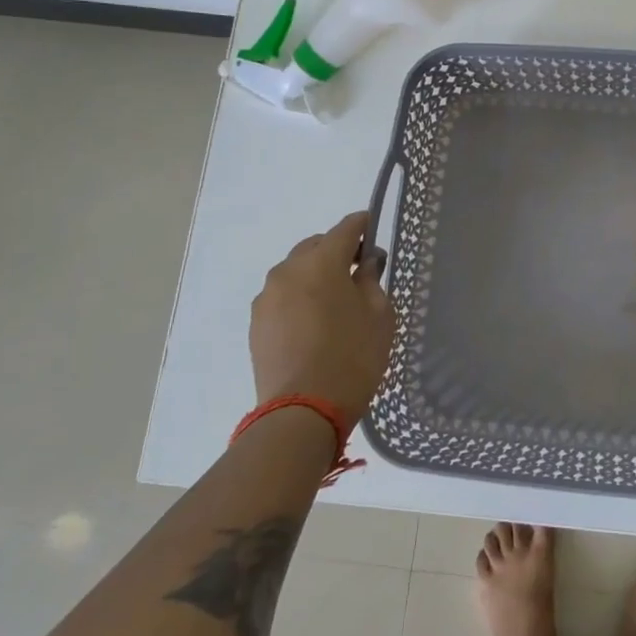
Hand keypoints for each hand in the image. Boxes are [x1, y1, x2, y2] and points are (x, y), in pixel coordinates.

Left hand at [249, 211, 394, 424]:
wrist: (303, 410)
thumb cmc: (353, 356)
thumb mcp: (379, 315)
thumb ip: (371, 280)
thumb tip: (365, 262)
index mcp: (321, 262)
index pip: (345, 228)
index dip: (362, 225)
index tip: (373, 228)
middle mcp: (288, 270)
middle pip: (316, 246)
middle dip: (336, 251)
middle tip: (358, 271)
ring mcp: (267, 297)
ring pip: (295, 271)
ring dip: (315, 275)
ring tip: (334, 300)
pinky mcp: (257, 323)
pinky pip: (283, 296)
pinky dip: (299, 297)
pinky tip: (314, 321)